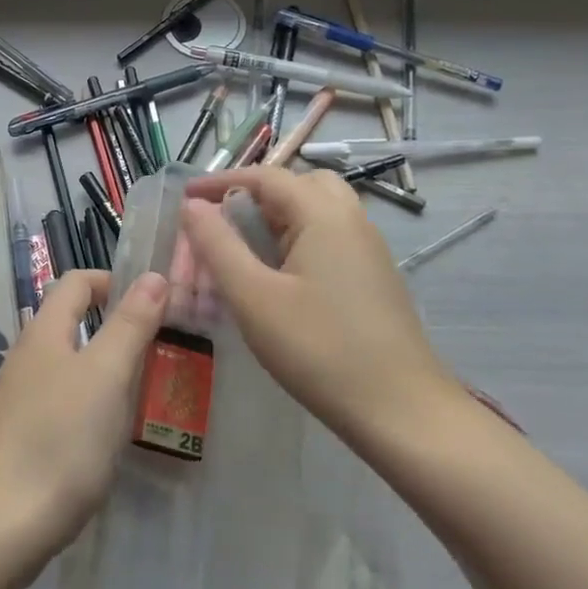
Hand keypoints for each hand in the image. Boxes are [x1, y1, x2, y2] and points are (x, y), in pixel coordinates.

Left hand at [0, 270, 167, 555]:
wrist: (4, 522)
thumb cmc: (61, 438)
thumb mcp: (107, 375)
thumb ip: (130, 324)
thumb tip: (153, 276)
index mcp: (43, 332)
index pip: (75, 282)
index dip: (112, 281)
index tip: (152, 303)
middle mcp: (27, 356)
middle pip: (71, 321)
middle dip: (116, 326)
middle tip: (159, 349)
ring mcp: (20, 396)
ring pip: (69, 363)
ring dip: (106, 366)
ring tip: (144, 390)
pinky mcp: (22, 433)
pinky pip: (63, 399)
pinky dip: (91, 400)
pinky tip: (110, 430)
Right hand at [179, 167, 464, 446]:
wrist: (402, 411)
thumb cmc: (319, 350)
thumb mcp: (253, 297)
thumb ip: (218, 245)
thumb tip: (193, 206)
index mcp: (323, 214)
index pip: (266, 177)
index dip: (221, 181)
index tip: (185, 198)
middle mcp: (351, 220)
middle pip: (299, 184)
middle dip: (257, 194)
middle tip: (225, 222)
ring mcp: (369, 249)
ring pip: (319, 210)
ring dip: (280, 216)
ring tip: (248, 248)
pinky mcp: (374, 277)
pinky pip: (331, 236)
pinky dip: (299, 237)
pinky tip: (282, 277)